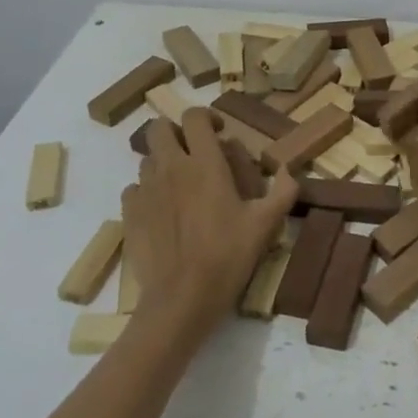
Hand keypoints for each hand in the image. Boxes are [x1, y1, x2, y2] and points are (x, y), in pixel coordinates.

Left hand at [127, 112, 297, 341]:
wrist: (181, 300)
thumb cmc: (227, 256)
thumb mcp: (266, 224)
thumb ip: (283, 191)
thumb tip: (288, 170)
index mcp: (205, 163)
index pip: (195, 117)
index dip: (206, 118)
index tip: (219, 133)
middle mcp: (171, 168)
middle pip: (159, 128)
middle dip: (176, 132)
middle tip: (193, 152)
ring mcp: (146, 190)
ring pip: (147, 158)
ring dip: (163, 162)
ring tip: (181, 184)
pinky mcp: (129, 214)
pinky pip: (134, 188)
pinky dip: (147, 191)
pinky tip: (162, 210)